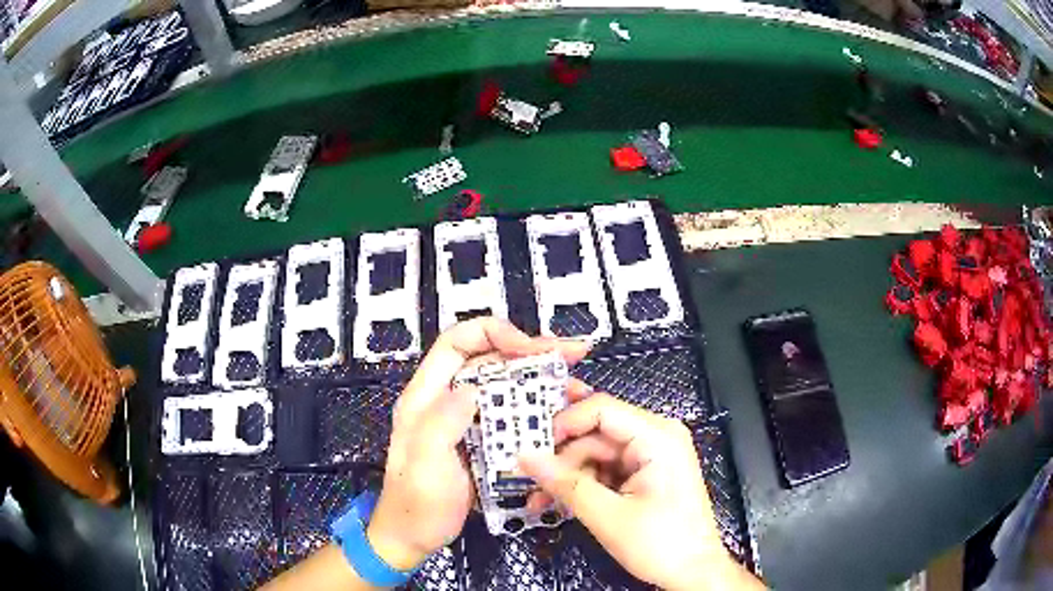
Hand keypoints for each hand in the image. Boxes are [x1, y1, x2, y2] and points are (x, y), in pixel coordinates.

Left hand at [367, 317, 589, 570]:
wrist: (416, 536)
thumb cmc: (416, 503)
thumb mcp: (423, 466)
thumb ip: (441, 425)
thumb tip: (473, 389)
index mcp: (427, 396)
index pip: (456, 343)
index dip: (493, 333)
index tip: (530, 347)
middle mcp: (449, 399)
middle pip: (490, 359)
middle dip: (532, 351)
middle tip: (574, 353)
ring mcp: (469, 420)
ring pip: (508, 385)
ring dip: (543, 379)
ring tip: (578, 383)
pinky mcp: (485, 440)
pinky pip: (515, 415)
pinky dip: (541, 409)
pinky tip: (565, 413)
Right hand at [519, 394, 763, 590]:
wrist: (693, 572)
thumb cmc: (663, 544)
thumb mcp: (608, 516)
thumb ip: (566, 483)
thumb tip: (527, 457)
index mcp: (658, 437)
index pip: (601, 409)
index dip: (563, 422)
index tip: (531, 445)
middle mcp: (657, 437)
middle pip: (595, 434)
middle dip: (561, 458)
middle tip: (529, 478)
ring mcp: (651, 456)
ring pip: (596, 454)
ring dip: (567, 476)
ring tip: (540, 499)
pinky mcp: (645, 474)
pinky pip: (606, 469)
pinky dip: (583, 485)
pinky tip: (560, 502)